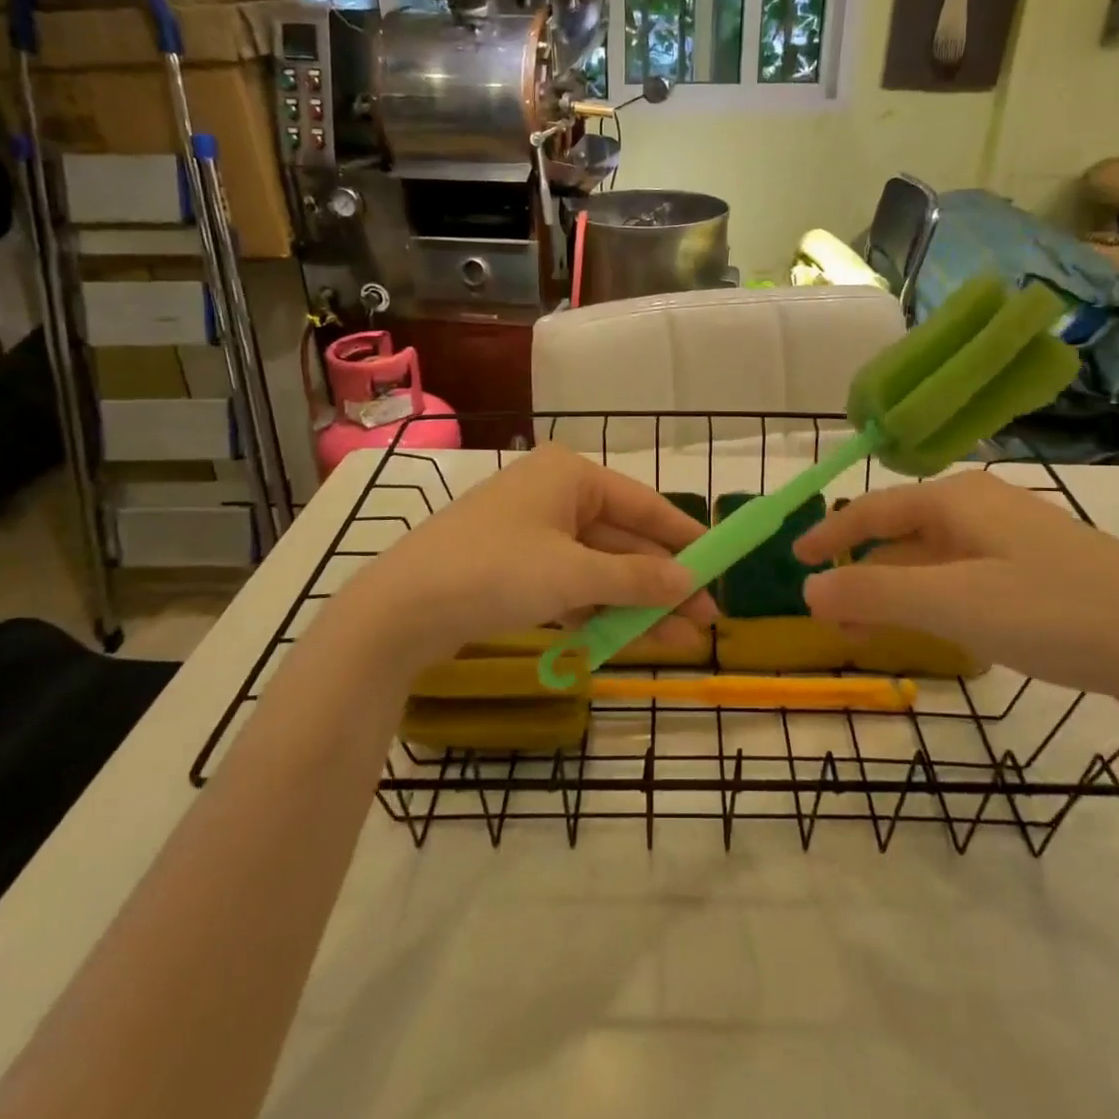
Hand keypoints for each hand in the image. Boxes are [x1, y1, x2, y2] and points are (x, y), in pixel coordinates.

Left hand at [324, 445, 715, 682]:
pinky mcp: (514, 569)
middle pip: (623, 540)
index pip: (644, 504)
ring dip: (635, 604)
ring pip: (598, 568)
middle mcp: (554, 495)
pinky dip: (597, 611)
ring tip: (678, 642)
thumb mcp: (574, 574)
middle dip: (662, 583)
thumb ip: (637, 577)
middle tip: (705, 621)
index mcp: (570, 475)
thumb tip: (690, 582)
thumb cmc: (495, 571)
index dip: (685, 538)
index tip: (720, 565)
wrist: (399, 610)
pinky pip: (570, 586)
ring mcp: (532, 534)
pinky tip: (628, 640)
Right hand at [793, 471, 1118, 721]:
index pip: (873, 509)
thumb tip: (807, 589)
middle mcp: (983, 506)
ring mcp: (1015, 537)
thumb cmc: (1053, 613)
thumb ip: (873, 592)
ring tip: (873, 628)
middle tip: (833, 613)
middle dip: (862, 569)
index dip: (830, 534)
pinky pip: (965, 574)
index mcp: (958, 499)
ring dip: (897, 587)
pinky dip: (934, 597)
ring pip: (934, 556)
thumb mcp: (951, 603)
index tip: (795, 560)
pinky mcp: (1040, 569)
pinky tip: (938, 627)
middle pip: (902, 532)